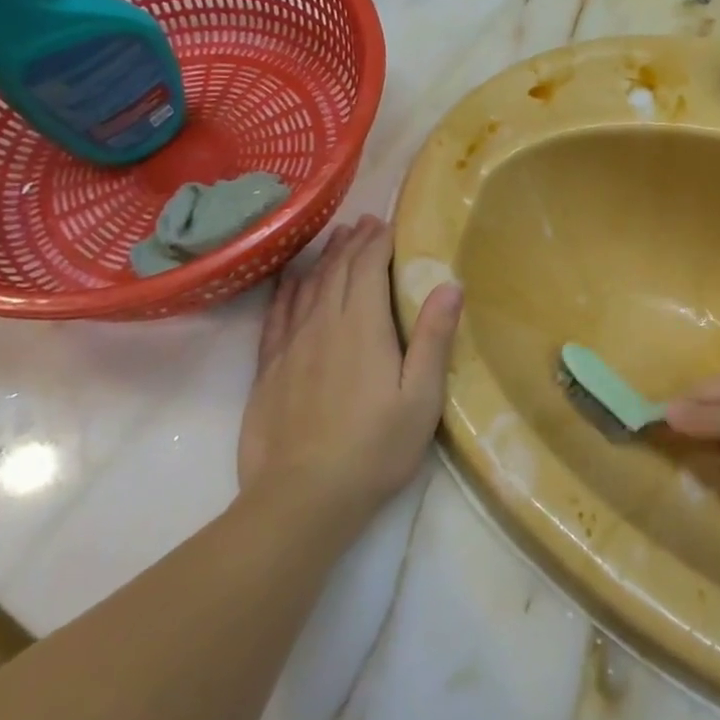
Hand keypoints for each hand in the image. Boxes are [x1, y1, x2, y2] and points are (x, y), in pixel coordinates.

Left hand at [238, 215, 462, 523]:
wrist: (303, 497)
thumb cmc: (375, 447)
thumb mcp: (421, 397)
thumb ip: (433, 338)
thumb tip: (450, 284)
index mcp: (363, 327)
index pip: (369, 267)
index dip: (379, 242)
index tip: (389, 224)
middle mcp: (324, 324)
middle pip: (338, 270)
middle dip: (354, 242)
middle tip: (365, 222)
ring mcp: (292, 344)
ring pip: (309, 286)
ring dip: (324, 258)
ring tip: (336, 238)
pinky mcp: (269, 367)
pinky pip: (278, 314)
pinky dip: (288, 290)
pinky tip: (292, 280)